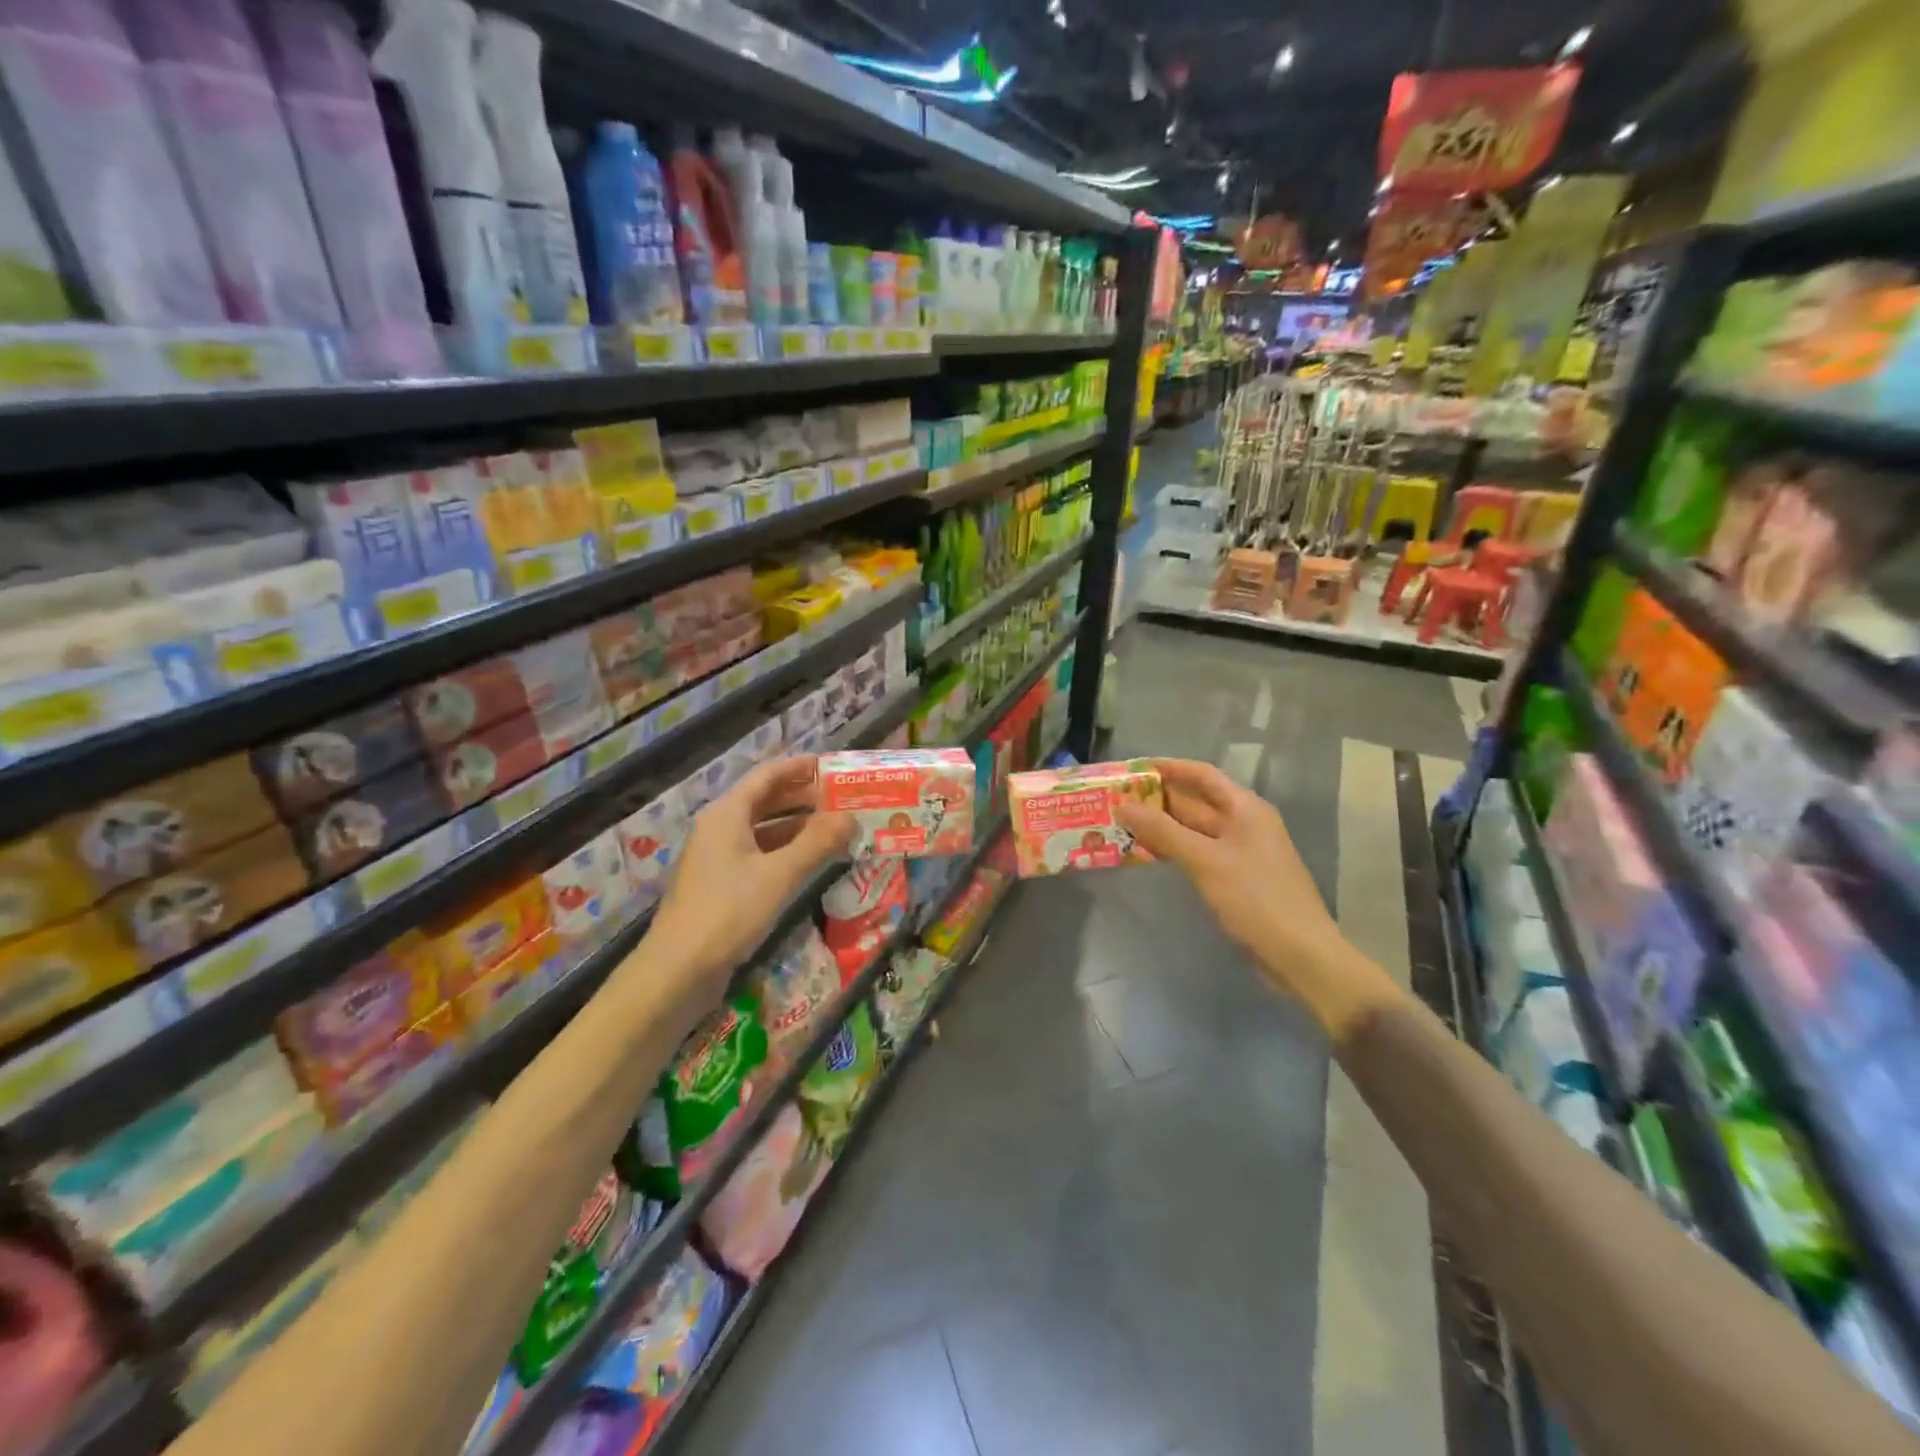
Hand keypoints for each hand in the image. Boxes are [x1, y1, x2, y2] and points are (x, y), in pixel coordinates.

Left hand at [650, 756, 853, 985]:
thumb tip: (851, 816)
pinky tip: (812, 861)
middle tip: (843, 797)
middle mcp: (721, 828)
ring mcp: (719, 857)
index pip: (767, 775)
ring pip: (764, 829)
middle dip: (804, 797)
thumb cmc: (728, 912)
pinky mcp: (723, 884)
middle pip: (766, 800)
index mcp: (727, 814)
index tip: (833, 766)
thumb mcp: (779, 874)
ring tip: (836, 827)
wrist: (678, 970)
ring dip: (798, 826)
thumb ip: (817, 842)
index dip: (800, 767)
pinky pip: (760, 854)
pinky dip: (787, 851)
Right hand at [1116, 758, 1393, 1039]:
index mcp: (1245, 809)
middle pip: (1196, 802)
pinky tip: (1149, 854)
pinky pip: (1199, 853)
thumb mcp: (1206, 861)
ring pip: (1195, 830)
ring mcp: (1241, 852)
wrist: (1300, 955)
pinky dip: (1174, 850)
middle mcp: (1245, 824)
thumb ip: (1163, 832)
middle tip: (1118, 799)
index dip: (1169, 768)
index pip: (1203, 775)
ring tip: (1124, 824)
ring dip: (1163, 826)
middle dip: (1159, 800)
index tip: (1134, 768)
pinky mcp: (1236, 878)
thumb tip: (1123, 805)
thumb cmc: (1256, 900)